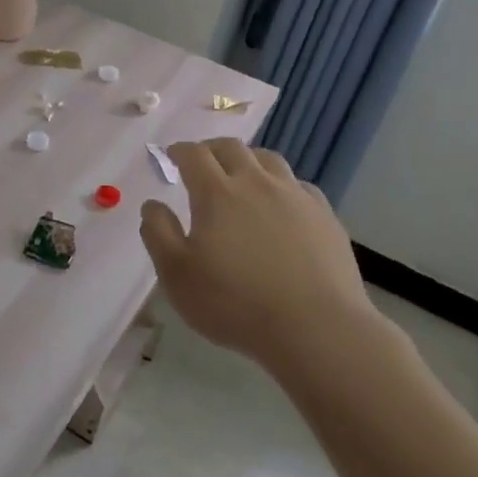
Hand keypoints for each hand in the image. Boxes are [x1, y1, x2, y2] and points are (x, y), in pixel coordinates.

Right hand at [138, 139, 376, 367]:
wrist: (316, 328)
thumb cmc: (235, 303)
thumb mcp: (177, 275)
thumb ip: (158, 233)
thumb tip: (153, 205)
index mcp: (216, 193)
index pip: (194, 155)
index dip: (180, 151)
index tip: (172, 155)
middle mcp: (256, 183)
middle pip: (232, 148)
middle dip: (211, 149)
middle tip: (202, 161)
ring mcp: (295, 196)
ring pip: (269, 160)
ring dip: (248, 160)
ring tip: (242, 175)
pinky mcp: (324, 216)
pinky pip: (299, 186)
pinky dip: (282, 185)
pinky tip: (282, 205)